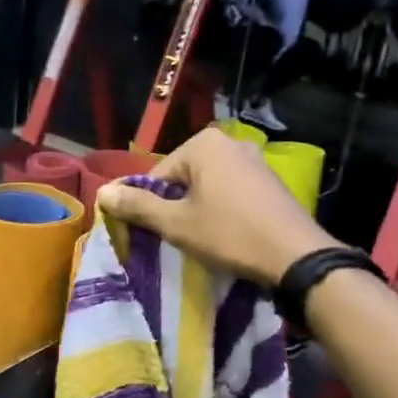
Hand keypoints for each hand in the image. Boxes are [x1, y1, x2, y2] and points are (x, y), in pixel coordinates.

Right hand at [96, 129, 334, 285]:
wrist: (296, 256)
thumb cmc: (229, 235)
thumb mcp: (177, 224)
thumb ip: (138, 206)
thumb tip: (102, 192)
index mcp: (203, 143)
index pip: (157, 175)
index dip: (148, 206)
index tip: (150, 233)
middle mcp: (230, 142)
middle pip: (183, 177)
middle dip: (175, 205)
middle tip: (177, 238)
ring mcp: (255, 159)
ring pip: (208, 184)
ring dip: (198, 207)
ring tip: (201, 238)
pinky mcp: (271, 179)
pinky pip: (232, 190)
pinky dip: (223, 208)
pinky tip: (227, 232)